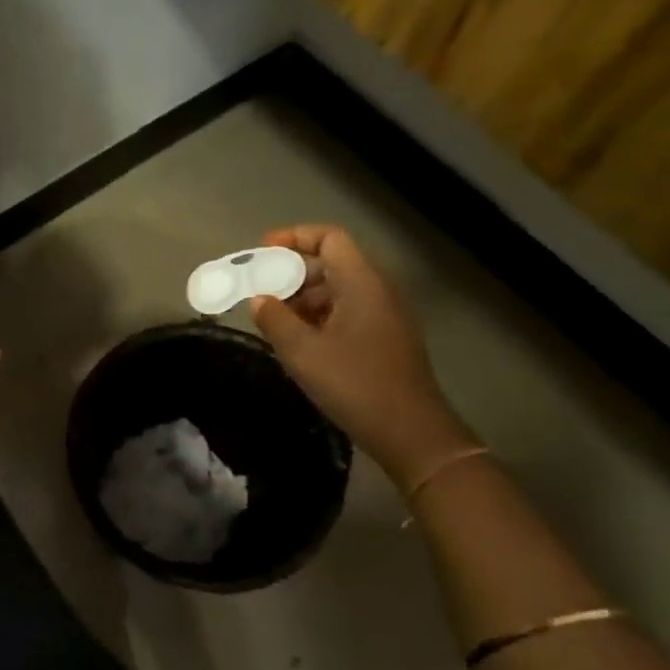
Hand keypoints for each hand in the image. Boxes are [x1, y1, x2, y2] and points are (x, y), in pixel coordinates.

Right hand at [251, 225, 474, 486]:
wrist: (410, 433)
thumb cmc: (355, 385)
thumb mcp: (303, 352)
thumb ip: (275, 319)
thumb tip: (259, 299)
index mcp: (362, 283)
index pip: (330, 238)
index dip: (294, 237)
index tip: (262, 252)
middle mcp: (377, 291)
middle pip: (332, 264)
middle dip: (292, 274)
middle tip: (260, 291)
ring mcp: (384, 317)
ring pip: (338, 292)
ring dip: (303, 300)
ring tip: (273, 321)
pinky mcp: (384, 340)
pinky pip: (346, 314)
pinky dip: (318, 318)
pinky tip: (297, 343)